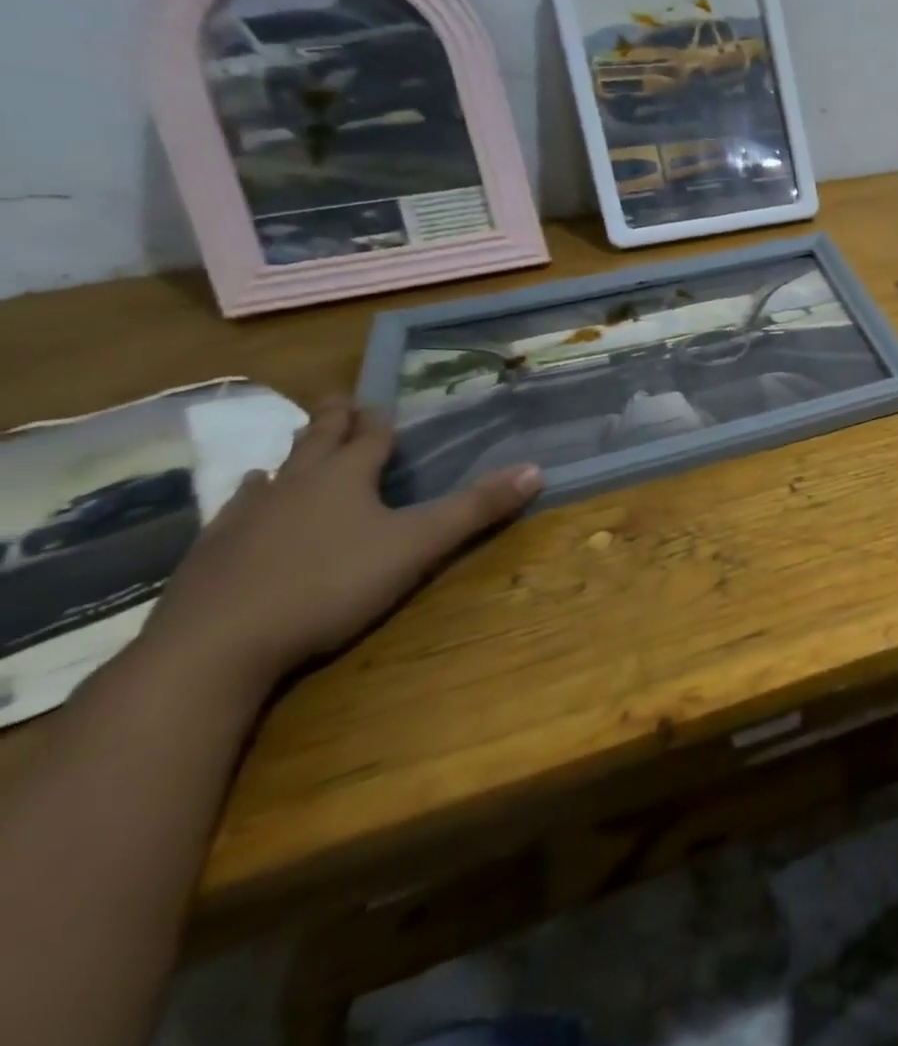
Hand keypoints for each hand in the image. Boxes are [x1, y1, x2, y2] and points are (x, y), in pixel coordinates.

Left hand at [146, 399, 540, 691]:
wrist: (215, 646)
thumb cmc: (330, 584)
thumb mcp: (418, 545)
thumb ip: (476, 509)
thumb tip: (537, 469)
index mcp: (344, 478)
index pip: (369, 438)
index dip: (379, 421)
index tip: (380, 402)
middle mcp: (293, 485)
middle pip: (318, 443)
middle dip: (333, 421)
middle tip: (338, 399)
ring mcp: (246, 517)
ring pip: (275, 473)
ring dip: (290, 456)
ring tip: (294, 448)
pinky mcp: (213, 552)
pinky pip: (235, 510)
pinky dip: (249, 496)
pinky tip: (246, 498)